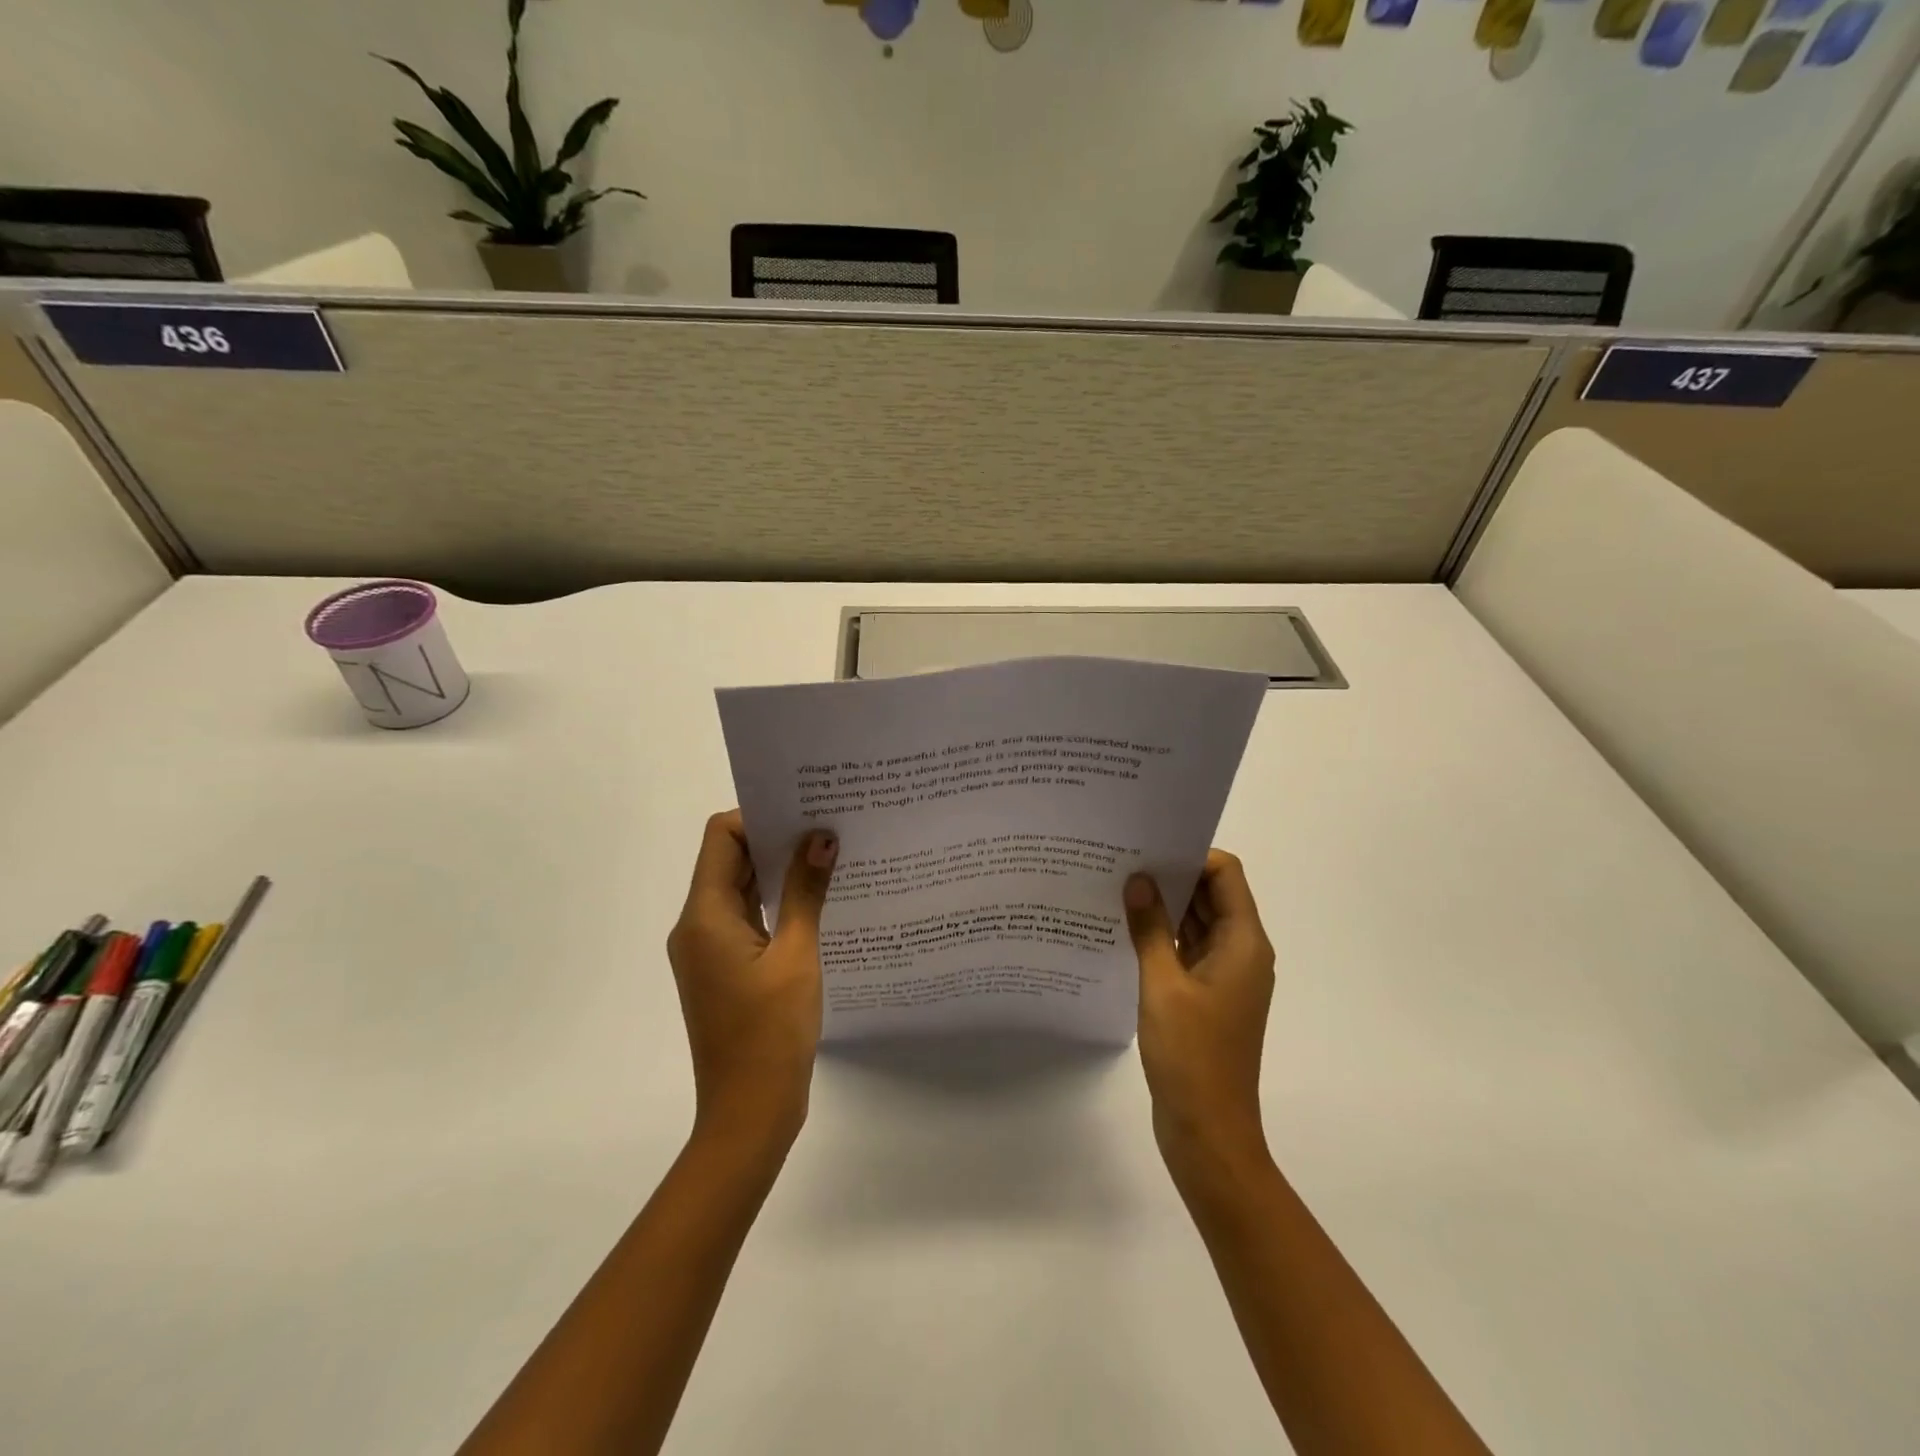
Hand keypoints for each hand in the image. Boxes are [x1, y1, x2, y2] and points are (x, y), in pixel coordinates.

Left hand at [666, 810, 837, 1155]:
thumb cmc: (771, 1032)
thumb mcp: (797, 955)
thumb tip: (820, 837)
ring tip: (828, 855)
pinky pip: (747, 918)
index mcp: (705, 916)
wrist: (749, 1112)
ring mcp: (709, 950)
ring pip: (740, 889)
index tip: (804, 812)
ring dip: (778, 871)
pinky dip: (776, 902)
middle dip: (774, 839)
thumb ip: (807, 891)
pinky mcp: (725, 969)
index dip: (759, 817)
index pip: (721, 837)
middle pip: (730, 860)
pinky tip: (817, 900)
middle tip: (827, 825)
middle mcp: (697, 926)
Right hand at [1124, 851, 1275, 1182]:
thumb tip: (1139, 879)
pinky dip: (1163, 936)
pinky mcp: (1207, 997)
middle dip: (1172, 875)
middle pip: (1212, 895)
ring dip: (1165, 906)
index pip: (1225, 875)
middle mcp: (1241, 953)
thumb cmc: (1192, 1056)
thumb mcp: (1163, 985)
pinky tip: (1125, 930)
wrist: (1208, 1132)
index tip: (1148, 847)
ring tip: (1118, 887)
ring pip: (1197, 923)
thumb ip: (1150, 928)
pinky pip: (1187, 950)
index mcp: (1244, 944)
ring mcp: (1225, 977)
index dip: (1192, 855)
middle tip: (1123, 860)